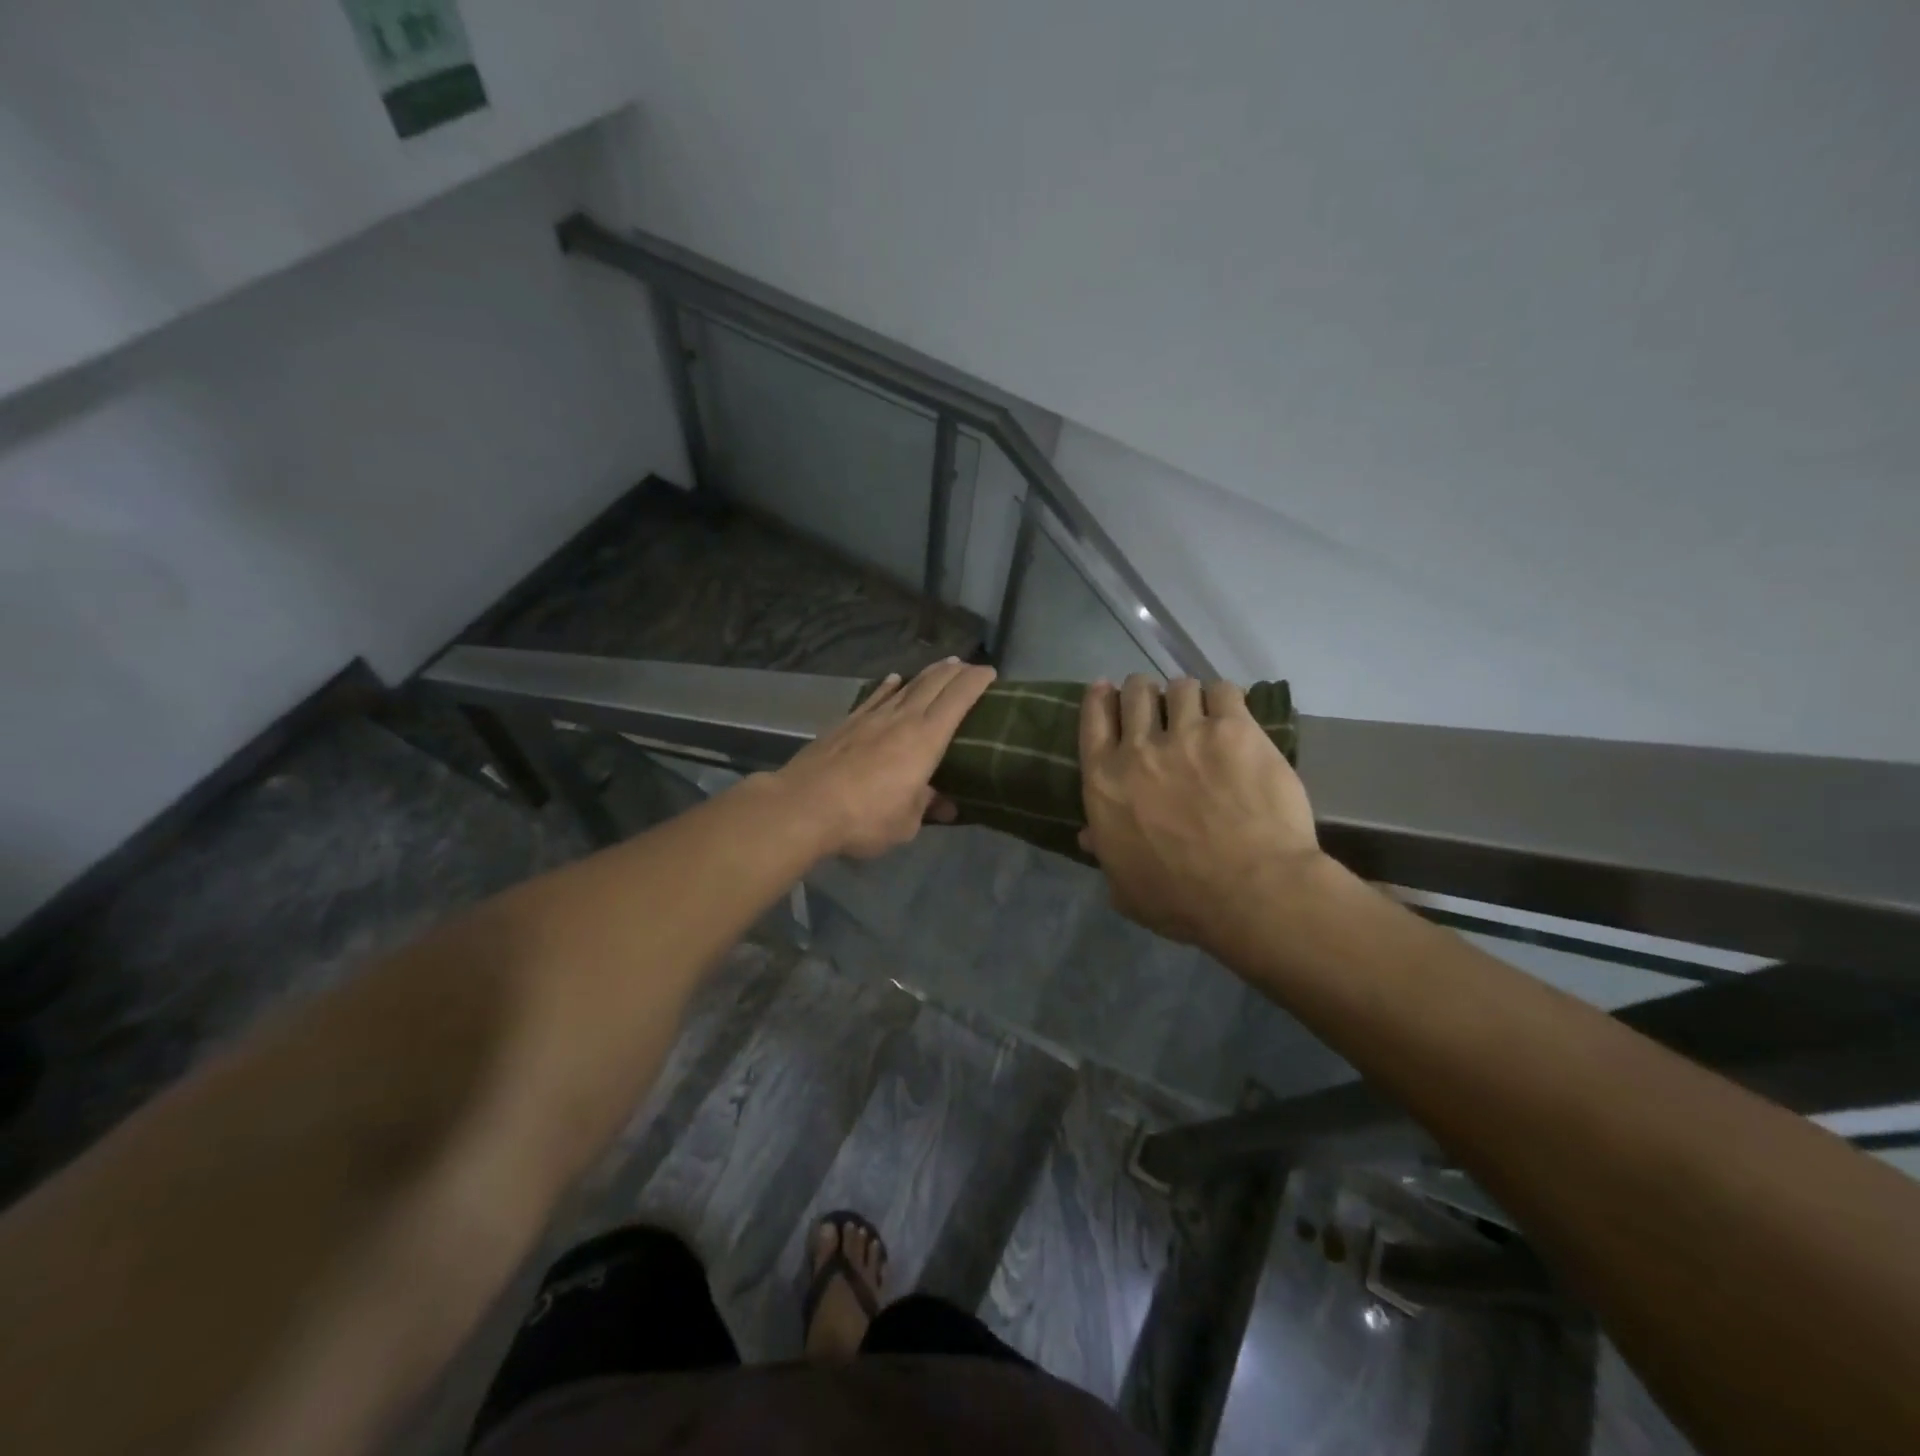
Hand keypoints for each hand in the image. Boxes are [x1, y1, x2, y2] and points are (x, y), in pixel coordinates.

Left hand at [777, 658, 996, 859]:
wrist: (803, 806)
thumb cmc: (864, 818)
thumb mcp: (905, 823)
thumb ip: (926, 807)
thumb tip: (946, 805)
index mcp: (925, 739)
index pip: (958, 699)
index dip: (976, 681)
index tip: (990, 673)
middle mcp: (901, 719)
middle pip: (933, 684)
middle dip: (955, 671)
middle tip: (969, 666)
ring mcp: (871, 718)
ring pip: (906, 687)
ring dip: (927, 674)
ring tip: (941, 666)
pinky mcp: (846, 724)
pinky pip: (875, 697)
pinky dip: (888, 687)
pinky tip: (893, 680)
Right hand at [1079, 674, 1321, 949]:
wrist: (1252, 892)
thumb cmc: (1181, 901)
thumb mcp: (1125, 887)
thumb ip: (1105, 853)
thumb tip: (1087, 835)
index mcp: (1104, 782)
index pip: (1094, 720)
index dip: (1100, 699)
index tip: (1106, 689)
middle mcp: (1139, 749)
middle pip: (1135, 693)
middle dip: (1143, 693)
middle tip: (1158, 705)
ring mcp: (1188, 734)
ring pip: (1180, 688)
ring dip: (1186, 697)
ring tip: (1200, 711)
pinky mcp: (1234, 730)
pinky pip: (1223, 691)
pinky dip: (1224, 698)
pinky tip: (1231, 714)